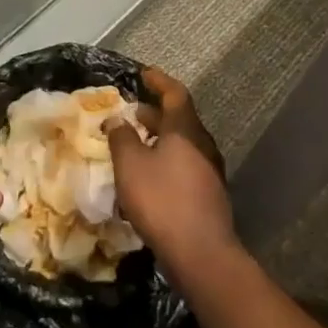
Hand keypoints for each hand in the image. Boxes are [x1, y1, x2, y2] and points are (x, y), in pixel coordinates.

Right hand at [106, 66, 235, 275]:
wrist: (202, 254)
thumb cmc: (162, 200)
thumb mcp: (131, 165)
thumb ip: (122, 137)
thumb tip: (118, 119)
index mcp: (185, 129)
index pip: (175, 93)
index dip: (159, 81)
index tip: (144, 73)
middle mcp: (202, 144)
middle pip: (179, 118)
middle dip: (155, 113)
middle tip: (132, 112)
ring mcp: (209, 170)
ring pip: (182, 143)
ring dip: (159, 138)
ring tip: (135, 143)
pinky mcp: (208, 194)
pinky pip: (185, 164)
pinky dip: (166, 159)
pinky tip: (149, 176)